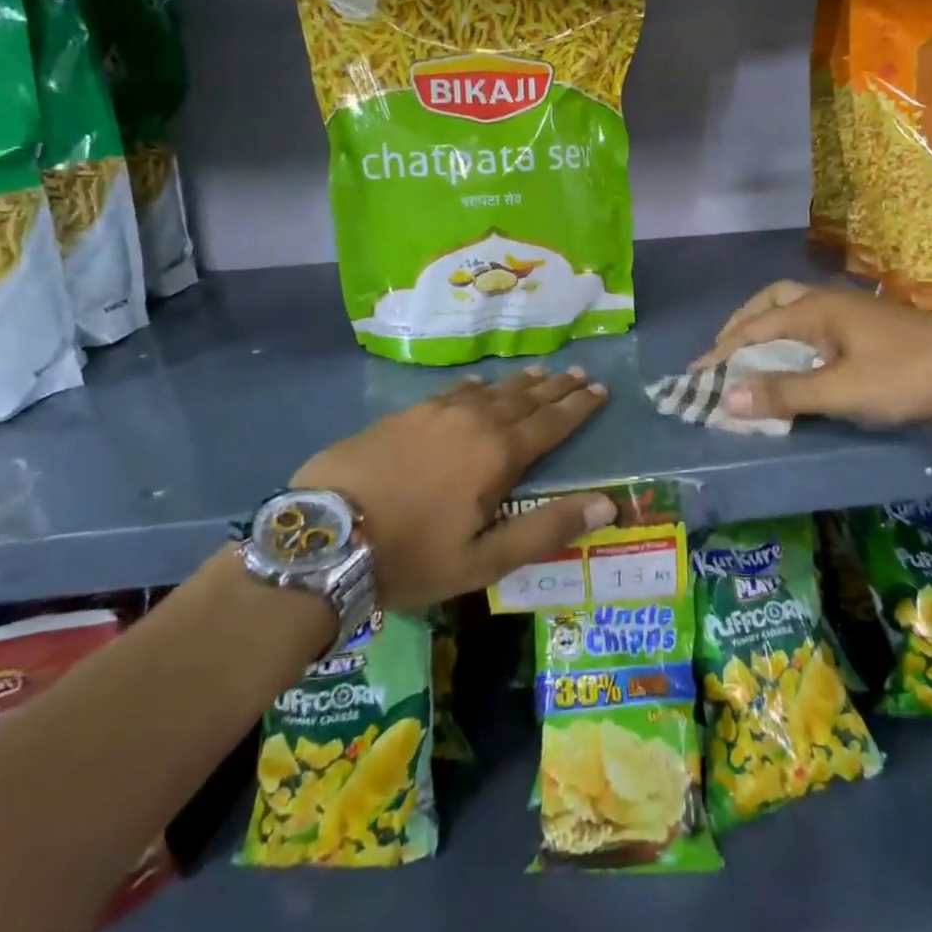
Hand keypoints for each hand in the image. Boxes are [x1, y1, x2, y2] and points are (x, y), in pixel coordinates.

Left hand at [289, 367, 613, 611]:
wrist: (324, 537)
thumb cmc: (412, 555)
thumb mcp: (485, 559)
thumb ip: (546, 528)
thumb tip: (607, 504)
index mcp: (499, 454)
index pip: (551, 423)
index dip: (579, 407)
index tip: (601, 390)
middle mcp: (474, 422)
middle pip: (525, 399)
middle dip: (556, 388)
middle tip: (580, 374)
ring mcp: (436, 413)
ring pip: (491, 390)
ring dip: (520, 383)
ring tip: (541, 373)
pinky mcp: (404, 415)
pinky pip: (453, 391)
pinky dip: (475, 386)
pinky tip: (479, 382)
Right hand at [694, 281, 931, 425]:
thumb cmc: (904, 375)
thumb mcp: (841, 390)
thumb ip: (785, 393)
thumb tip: (727, 398)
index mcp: (815, 310)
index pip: (753, 328)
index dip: (722, 352)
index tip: (696, 374)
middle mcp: (826, 302)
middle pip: (770, 301)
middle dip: (741, 325)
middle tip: (722, 353)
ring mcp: (849, 312)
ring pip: (793, 308)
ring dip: (766, 327)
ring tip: (752, 355)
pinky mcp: (865, 327)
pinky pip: (812, 323)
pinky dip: (790, 336)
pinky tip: (795, 358)